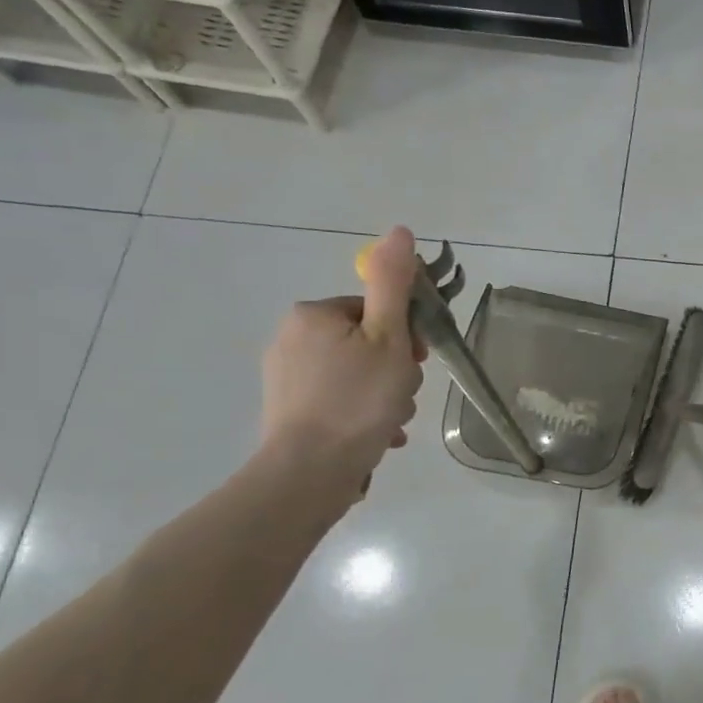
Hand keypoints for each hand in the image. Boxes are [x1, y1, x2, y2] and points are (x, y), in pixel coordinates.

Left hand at [260, 225, 426, 494]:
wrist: (310, 471)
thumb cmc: (358, 400)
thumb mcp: (389, 338)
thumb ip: (393, 284)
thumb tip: (399, 230)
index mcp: (314, 315)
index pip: (376, 312)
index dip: (405, 337)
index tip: (416, 364)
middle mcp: (290, 338)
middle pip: (367, 344)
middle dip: (394, 372)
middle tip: (401, 398)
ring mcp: (285, 377)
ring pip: (356, 376)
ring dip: (383, 397)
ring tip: (390, 424)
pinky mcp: (287, 411)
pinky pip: (338, 402)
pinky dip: (361, 416)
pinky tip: (376, 438)